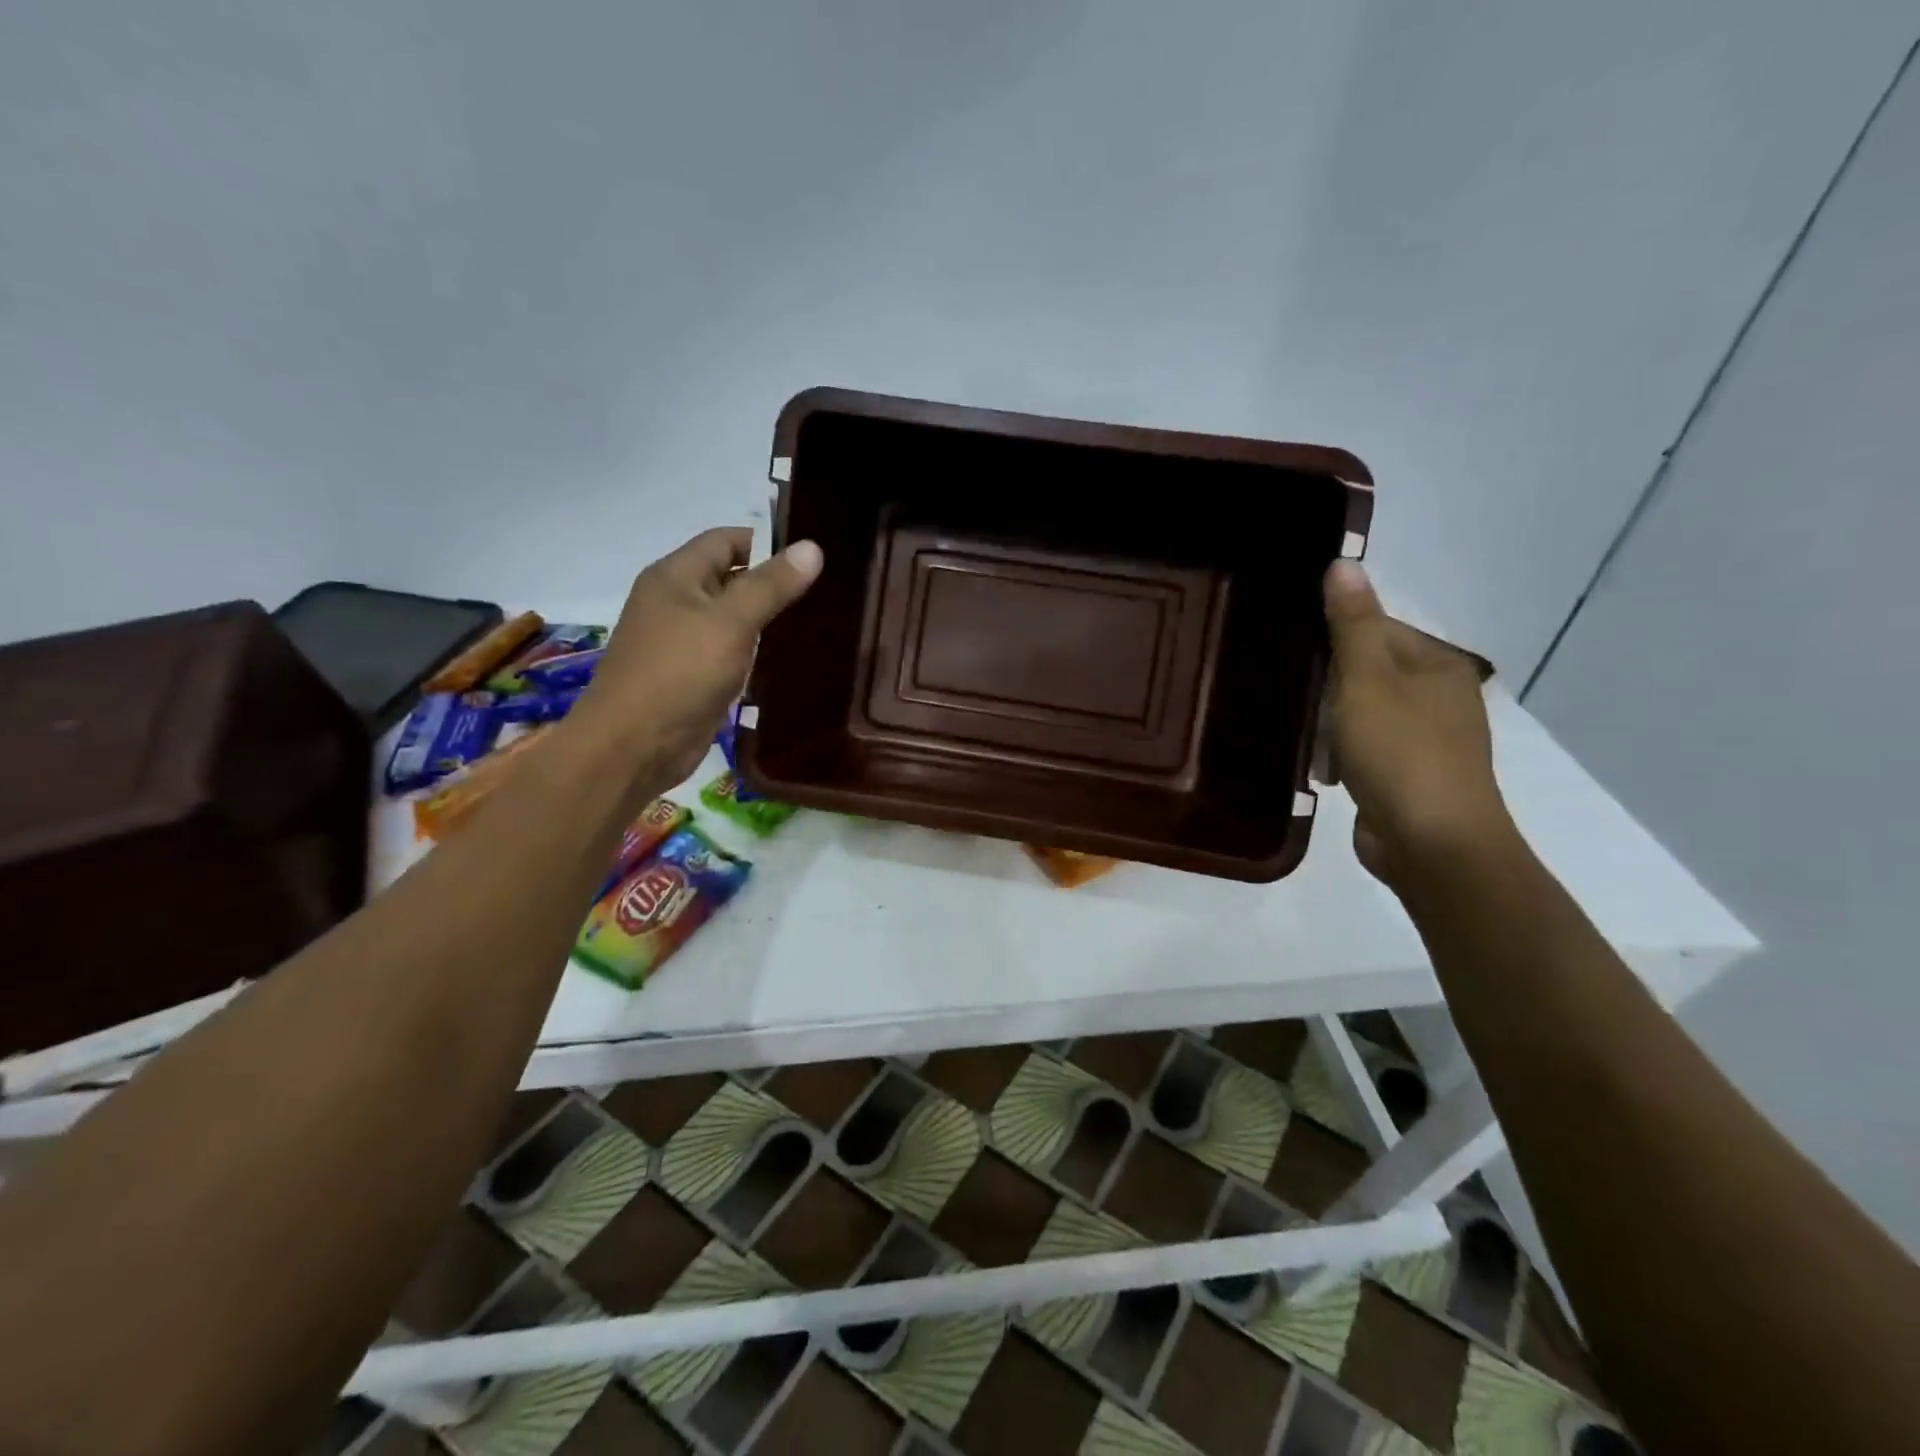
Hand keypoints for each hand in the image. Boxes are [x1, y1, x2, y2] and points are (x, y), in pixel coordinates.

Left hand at [569, 528, 822, 789]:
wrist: (633, 747)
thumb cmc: (679, 674)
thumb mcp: (730, 623)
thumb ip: (771, 586)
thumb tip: (813, 547)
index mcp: (676, 576)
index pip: (727, 541)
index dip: (768, 543)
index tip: (814, 558)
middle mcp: (676, 602)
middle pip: (731, 578)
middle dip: (774, 583)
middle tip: (827, 591)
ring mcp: (683, 641)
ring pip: (733, 618)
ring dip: (769, 620)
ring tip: (819, 622)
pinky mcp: (693, 676)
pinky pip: (731, 652)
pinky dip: (757, 652)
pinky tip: (791, 660)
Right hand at [1323, 561, 1513, 885]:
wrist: (1432, 843)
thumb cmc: (1399, 752)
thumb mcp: (1367, 679)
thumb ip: (1353, 623)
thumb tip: (1343, 563)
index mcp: (1437, 664)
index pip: (1376, 629)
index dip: (1333, 639)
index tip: (1295, 656)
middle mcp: (1438, 695)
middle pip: (1366, 671)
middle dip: (1328, 686)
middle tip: (1295, 699)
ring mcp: (1426, 739)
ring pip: (1361, 712)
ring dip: (1330, 725)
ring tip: (1307, 740)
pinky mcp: (1409, 776)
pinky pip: (1364, 748)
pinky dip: (1342, 755)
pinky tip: (1325, 770)